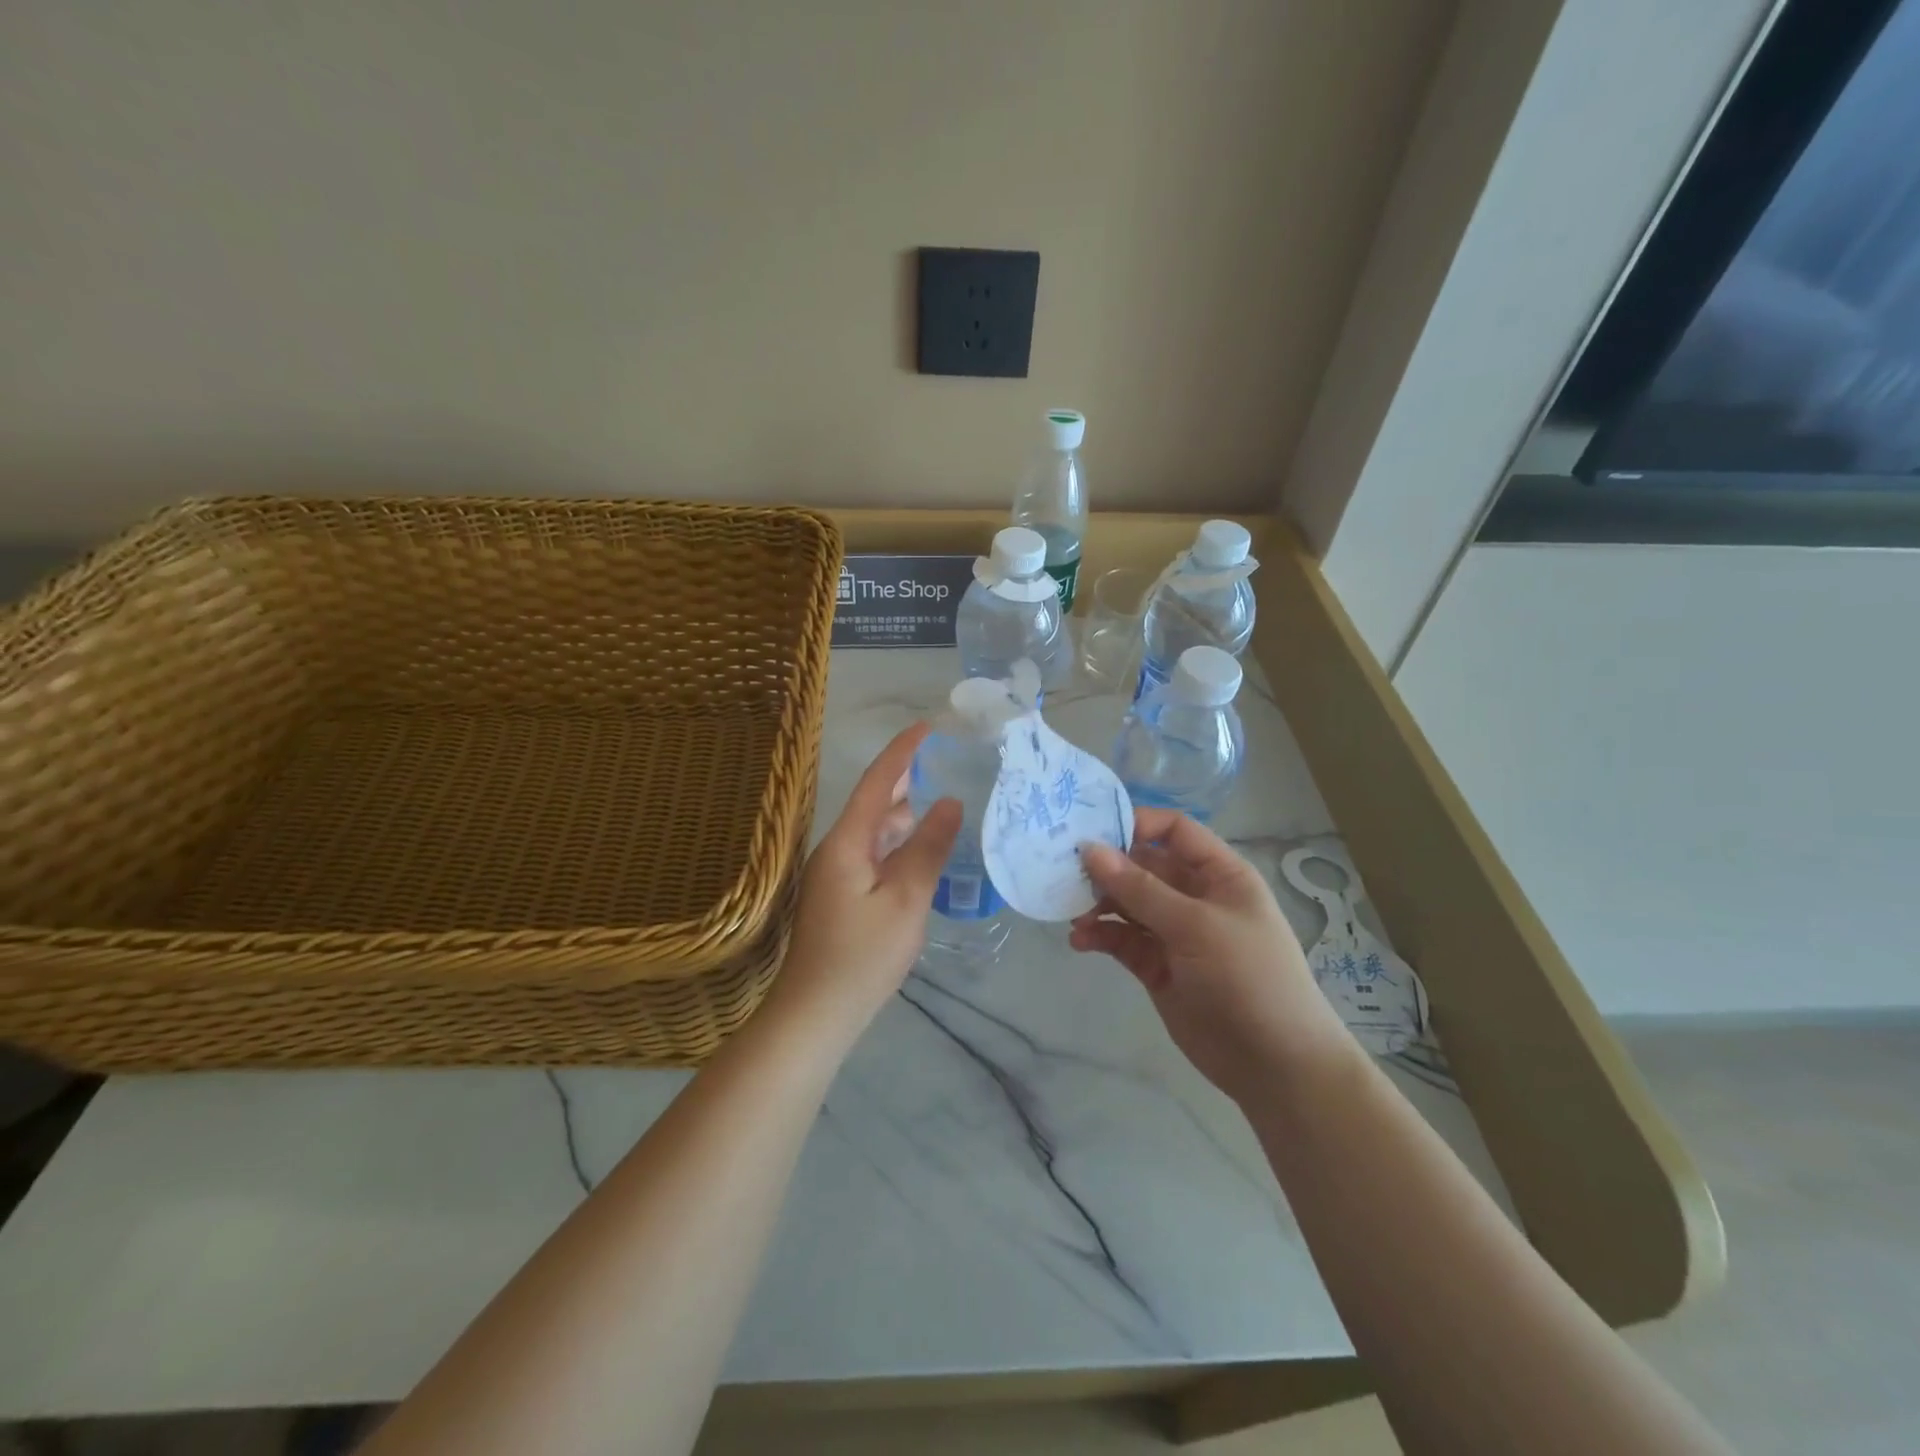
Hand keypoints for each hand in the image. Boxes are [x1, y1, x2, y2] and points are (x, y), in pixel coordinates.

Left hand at [764, 722, 960, 1044]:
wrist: (815, 1013)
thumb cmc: (862, 956)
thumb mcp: (906, 901)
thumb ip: (928, 849)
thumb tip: (949, 802)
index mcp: (847, 843)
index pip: (877, 784)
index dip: (902, 752)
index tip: (927, 726)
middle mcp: (835, 850)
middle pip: (872, 804)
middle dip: (904, 780)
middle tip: (941, 762)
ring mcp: (833, 875)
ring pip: (872, 832)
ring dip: (902, 815)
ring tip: (938, 802)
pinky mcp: (838, 897)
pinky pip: (871, 856)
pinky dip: (896, 845)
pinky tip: (917, 853)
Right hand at [1070, 809, 1347, 1104]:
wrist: (1276, 1066)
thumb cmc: (1248, 978)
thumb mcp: (1196, 926)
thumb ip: (1140, 888)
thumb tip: (1090, 849)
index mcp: (1219, 874)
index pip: (1174, 831)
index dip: (1136, 824)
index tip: (1092, 832)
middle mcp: (1195, 897)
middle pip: (1143, 866)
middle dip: (1107, 868)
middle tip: (1065, 874)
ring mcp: (1175, 933)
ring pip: (1127, 904)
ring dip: (1098, 904)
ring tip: (1071, 914)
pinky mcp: (1158, 967)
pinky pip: (1123, 940)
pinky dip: (1101, 937)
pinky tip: (1079, 941)